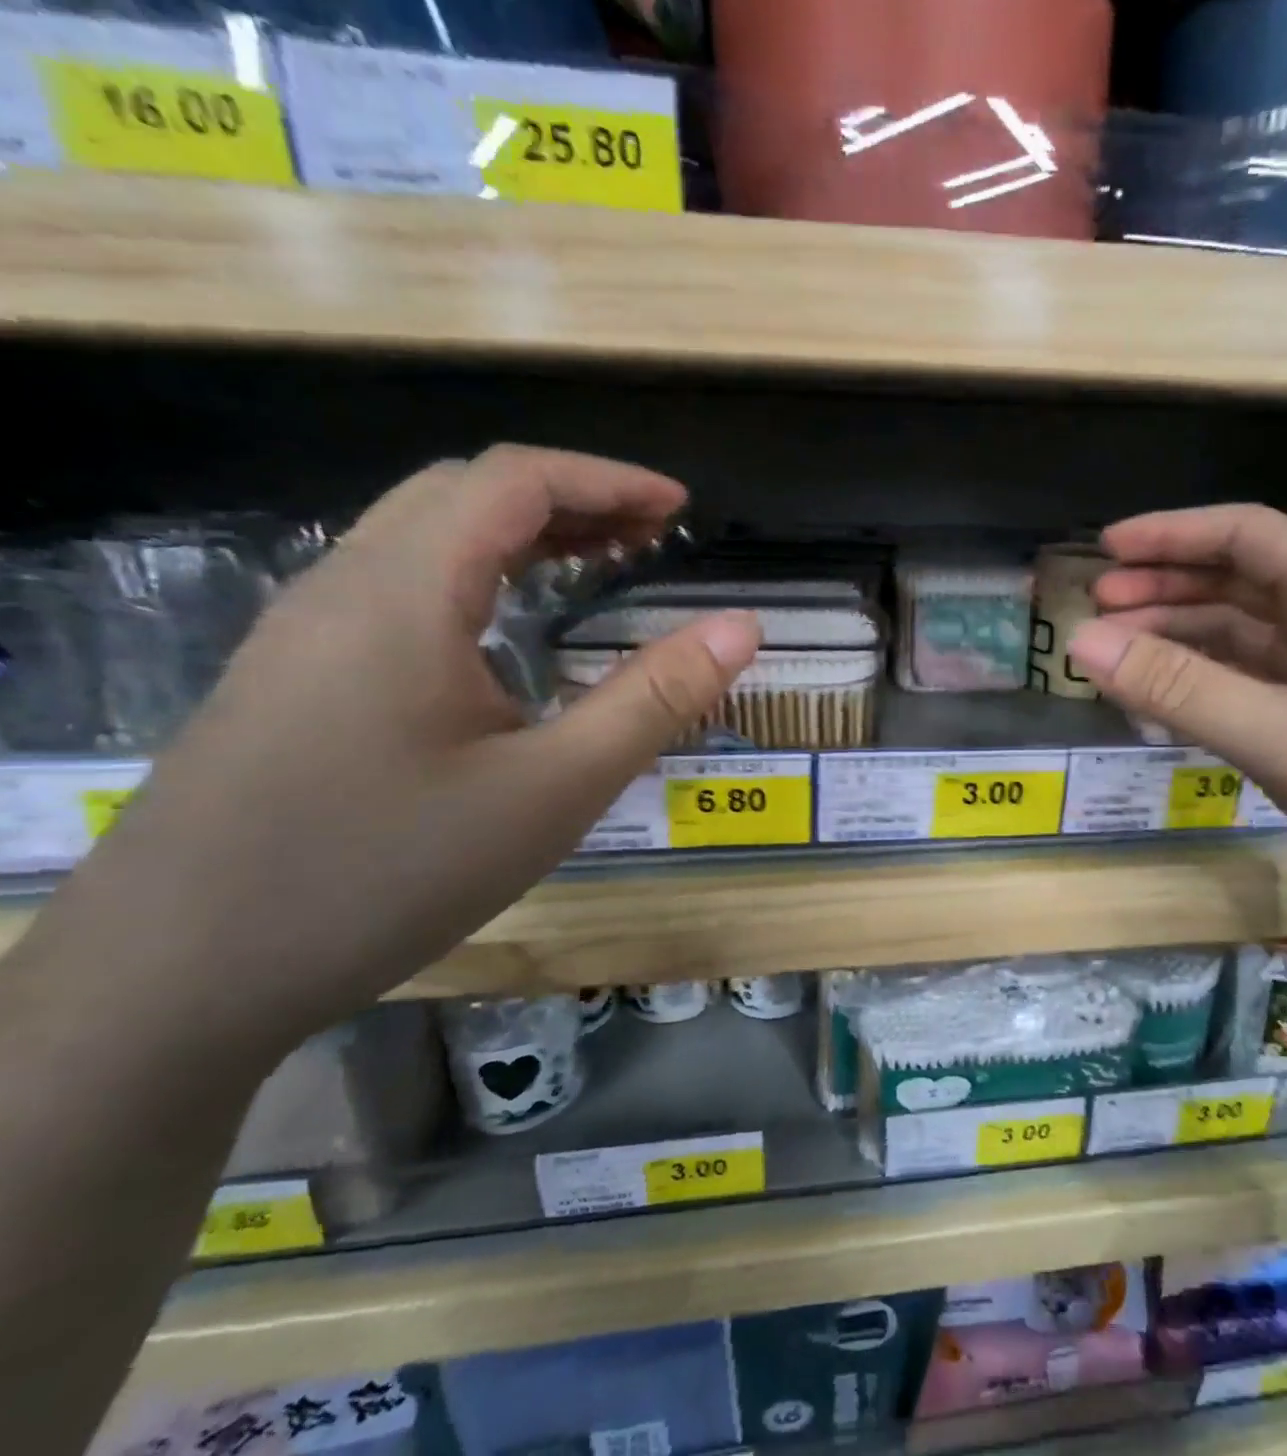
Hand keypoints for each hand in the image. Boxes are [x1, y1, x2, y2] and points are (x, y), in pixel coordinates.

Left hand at [32, 446, 760, 1045]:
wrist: (179, 981)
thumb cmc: (388, 873)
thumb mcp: (554, 789)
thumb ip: (655, 699)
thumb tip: (742, 628)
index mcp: (403, 593)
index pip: (513, 481)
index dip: (608, 481)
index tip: (681, 509)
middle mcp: (343, 587)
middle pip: (463, 493)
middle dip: (570, 500)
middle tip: (651, 539)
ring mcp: (305, 633)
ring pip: (423, 538)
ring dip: (520, 535)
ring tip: (599, 569)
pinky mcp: (294, 678)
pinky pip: (398, 588)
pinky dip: (477, 577)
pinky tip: (509, 635)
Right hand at [1066, 504, 1286, 928]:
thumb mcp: (1286, 735)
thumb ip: (1181, 689)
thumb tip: (1081, 642)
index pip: (1248, 536)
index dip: (1174, 533)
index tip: (1106, 549)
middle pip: (1240, 587)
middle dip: (1166, 589)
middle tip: (1098, 609)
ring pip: (1246, 643)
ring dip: (1183, 642)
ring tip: (1120, 660)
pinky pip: (1257, 692)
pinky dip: (1209, 692)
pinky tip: (1174, 710)